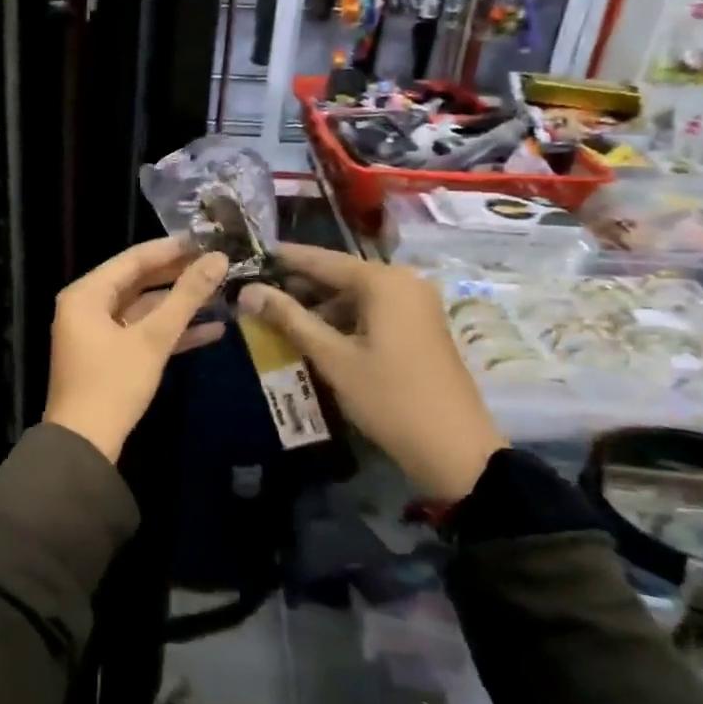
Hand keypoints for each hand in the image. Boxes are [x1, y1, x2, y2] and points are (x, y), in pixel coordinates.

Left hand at [44, 238, 229, 462]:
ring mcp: (97, 333)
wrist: (84, 445)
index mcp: (87, 294)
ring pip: (143, 309)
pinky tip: (212, 331)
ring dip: (179, 306)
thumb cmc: (113, 384)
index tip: (207, 240)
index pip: (133, 259)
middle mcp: (87, 307)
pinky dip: (170, 332)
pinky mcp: (109, 357)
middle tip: (218, 264)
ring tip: (222, 294)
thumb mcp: (153, 339)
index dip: (172, 249)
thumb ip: (186, 297)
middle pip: (139, 282)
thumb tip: (218, 259)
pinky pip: (141, 334)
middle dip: (179, 276)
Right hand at [236, 244, 503, 503]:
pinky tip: (317, 335)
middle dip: (301, 285)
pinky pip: (373, 311)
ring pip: (357, 295)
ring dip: (321, 305)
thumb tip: (248, 291)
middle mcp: (404, 282)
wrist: (454, 448)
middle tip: (260, 292)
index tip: (255, 255)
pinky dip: (344, 319)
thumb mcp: (332, 358)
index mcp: (384, 282)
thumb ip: (289, 319)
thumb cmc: (388, 397)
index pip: (324, 260)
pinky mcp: (420, 327)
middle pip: (342, 275)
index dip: (287, 259)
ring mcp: (416, 305)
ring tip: (281, 318)